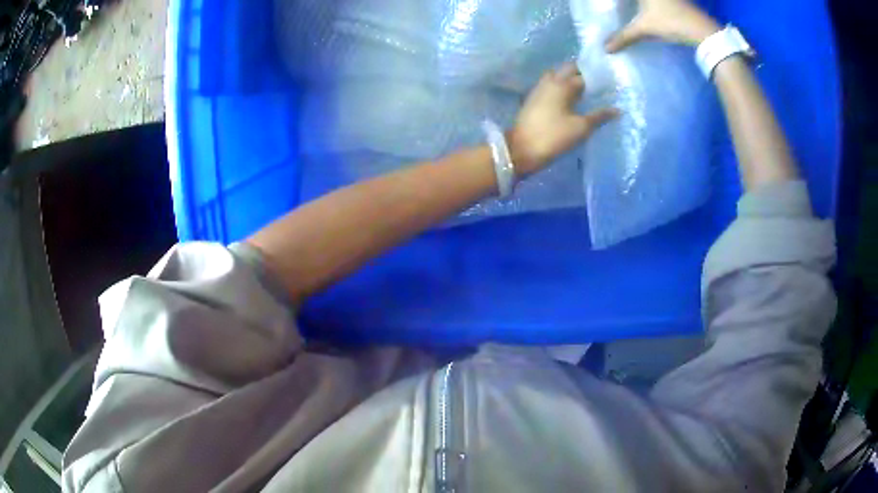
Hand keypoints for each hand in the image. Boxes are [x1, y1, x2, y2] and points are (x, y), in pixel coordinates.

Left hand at [509, 63, 618, 175]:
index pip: (584, 75)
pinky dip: (561, 86)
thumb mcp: (581, 128)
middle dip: (582, 72)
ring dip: (569, 78)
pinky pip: (550, 85)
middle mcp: (550, 81)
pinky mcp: (533, 99)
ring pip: (557, 75)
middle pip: (568, 69)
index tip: (610, 81)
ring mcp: (539, 89)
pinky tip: (569, 97)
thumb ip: (599, 116)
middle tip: (597, 82)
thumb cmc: (553, 137)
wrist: (521, 149)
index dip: (597, 77)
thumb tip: (618, 110)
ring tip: (584, 88)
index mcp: (562, 84)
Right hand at [605, 0, 720, 52]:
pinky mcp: (678, 0)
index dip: (613, 2)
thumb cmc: (670, 21)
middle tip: (619, 8)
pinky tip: (650, 9)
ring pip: (649, 0)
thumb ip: (624, 36)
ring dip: (642, 4)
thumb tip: (605, 48)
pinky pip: (658, 2)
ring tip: (632, 9)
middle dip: (628, 3)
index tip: (607, 5)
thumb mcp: (644, 28)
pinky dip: (654, 4)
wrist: (702, 29)